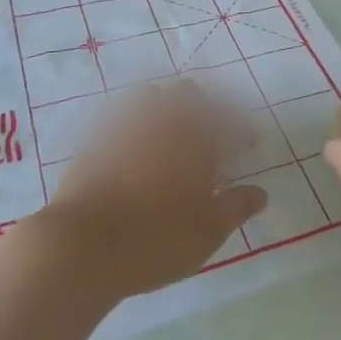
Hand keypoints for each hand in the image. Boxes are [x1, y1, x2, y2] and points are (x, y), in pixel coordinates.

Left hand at [44, 81, 267, 296]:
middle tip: (210, 133)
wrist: (80, 246)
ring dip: (166, 108)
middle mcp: (163, 121)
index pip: (229, 120)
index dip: (242, 130)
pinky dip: (135, 125)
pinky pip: (120, 118)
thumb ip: (236, 208)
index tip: (248, 145)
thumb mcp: (207, 232)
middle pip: (188, 94)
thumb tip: (260, 193)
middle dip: (204, 107)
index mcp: (196, 138)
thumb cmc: (155, 240)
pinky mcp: (95, 140)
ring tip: (170, 135)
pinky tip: (135, 148)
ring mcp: (125, 126)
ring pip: (151, 97)